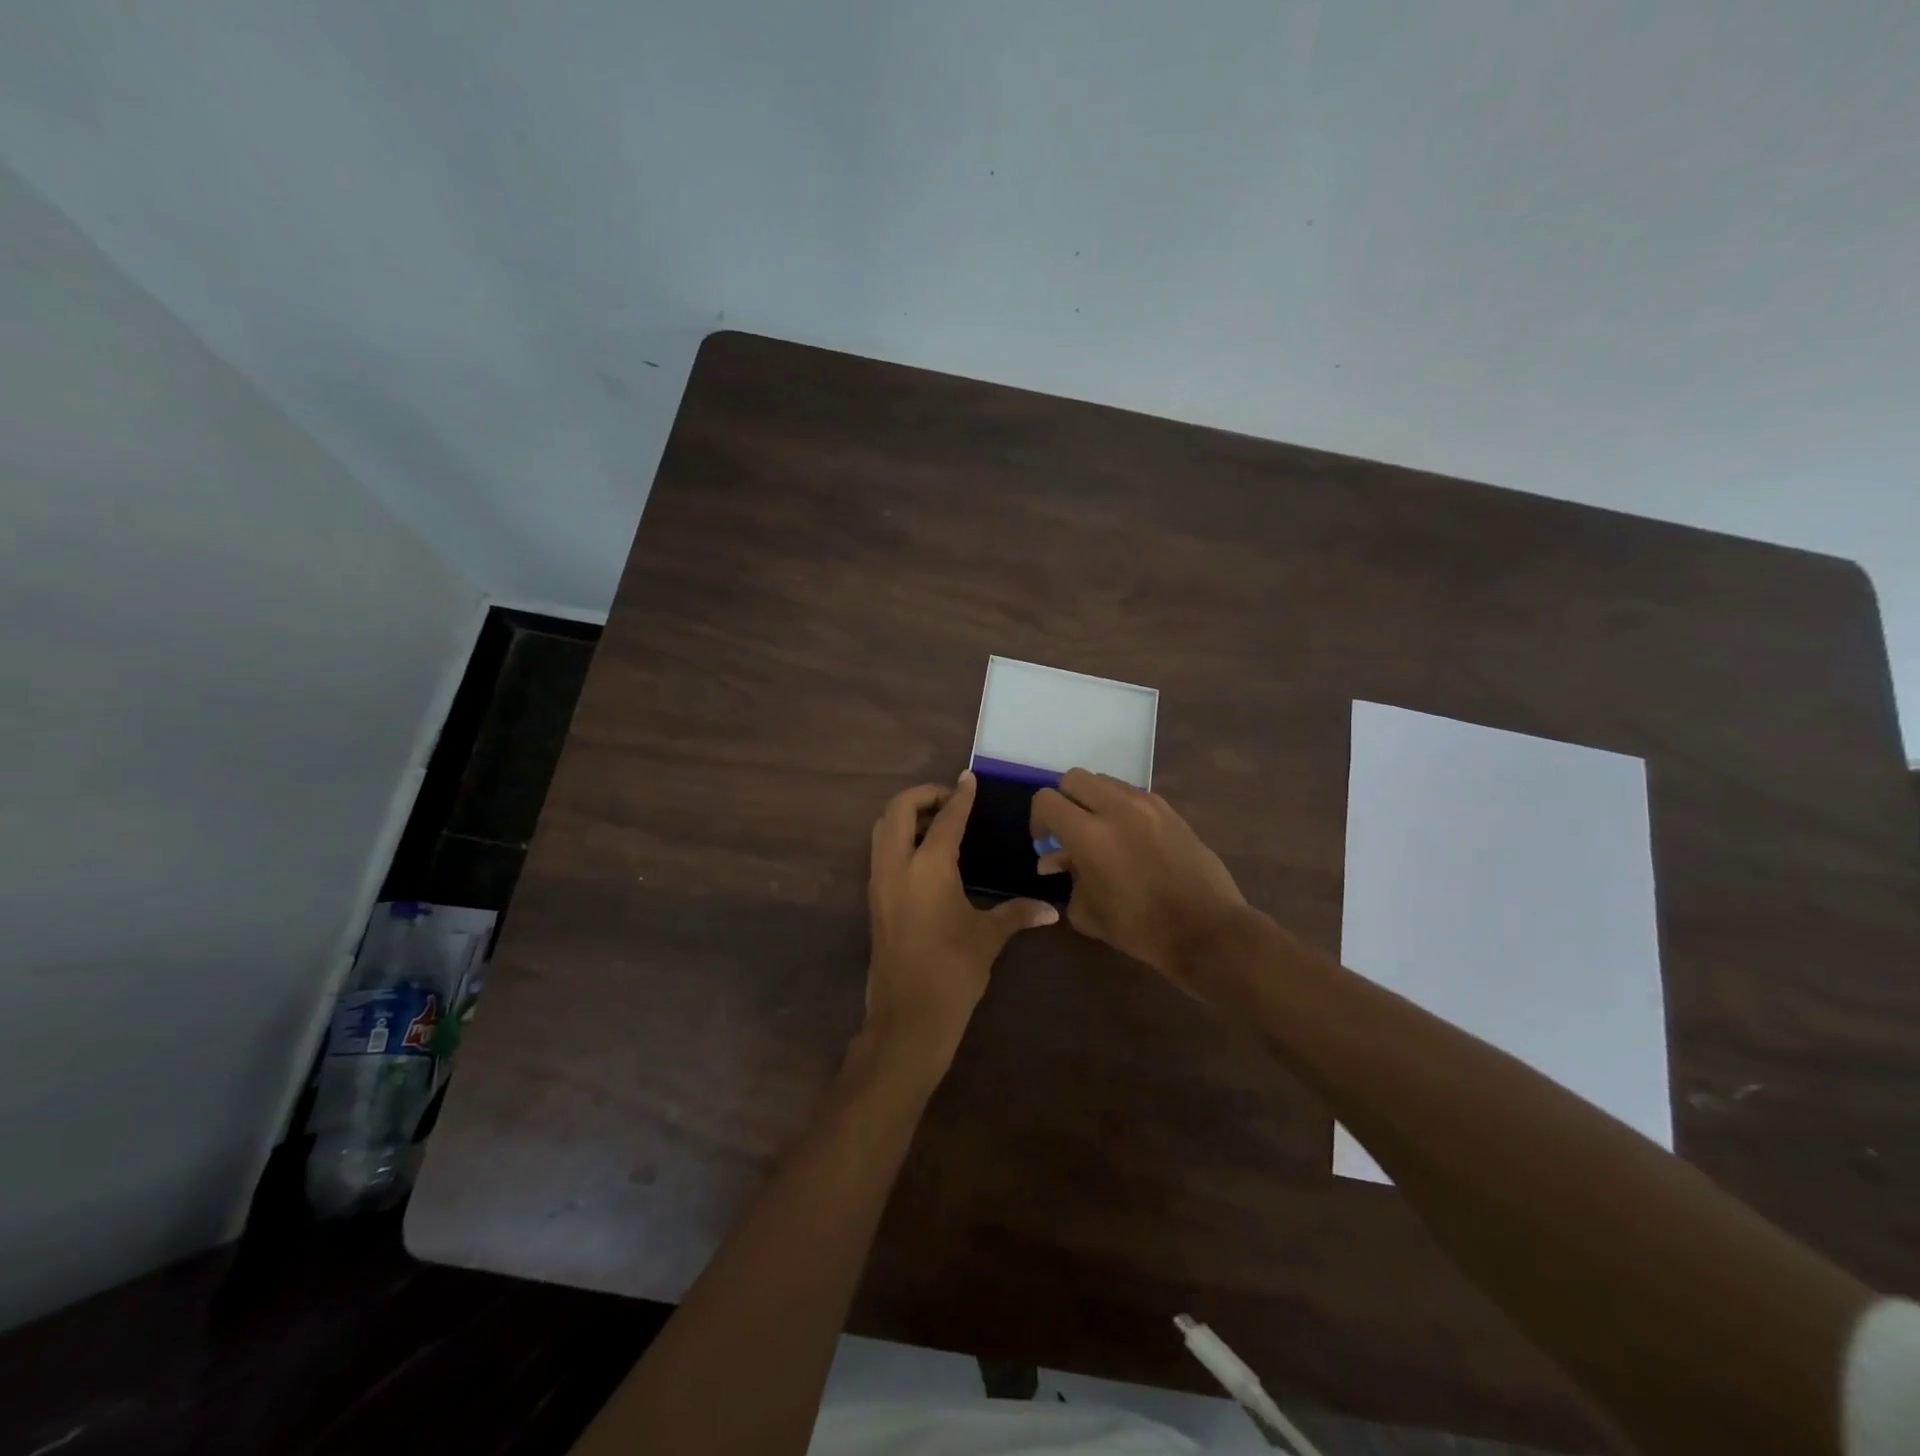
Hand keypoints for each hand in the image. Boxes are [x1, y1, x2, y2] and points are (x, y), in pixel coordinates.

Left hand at [861, 773, 1057, 1075]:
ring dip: (906, 815)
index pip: (946, 818)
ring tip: (938, 822)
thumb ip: (1018, 913)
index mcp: (928, 867)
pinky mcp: (875, 899)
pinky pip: (881, 851)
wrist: (908, 1017)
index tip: (969, 779)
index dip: (960, 796)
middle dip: (923, 795)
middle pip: (898, 809)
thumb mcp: (988, 937)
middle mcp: (897, 865)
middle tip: (950, 800)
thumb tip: (1052, 909)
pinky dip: (899, 837)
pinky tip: (926, 854)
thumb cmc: (953, 971)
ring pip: (883, 828)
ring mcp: (880, 882)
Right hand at [1030, 769, 1248, 982]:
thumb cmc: (1141, 928)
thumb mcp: (1088, 911)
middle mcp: (1117, 808)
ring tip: (1101, 833)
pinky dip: (1120, 807)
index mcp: (1090, 834)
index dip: (1038, 820)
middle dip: (1064, 802)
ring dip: (1093, 801)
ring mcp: (1147, 804)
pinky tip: (1129, 839)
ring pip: (1105, 781)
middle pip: (1074, 778)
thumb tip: (1056, 860)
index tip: (1047, 844)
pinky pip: (1132, 794)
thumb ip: (1067, 876)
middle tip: (1070, 832)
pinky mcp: (1169, 810)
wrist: (1206, 930)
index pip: (1046, 800)